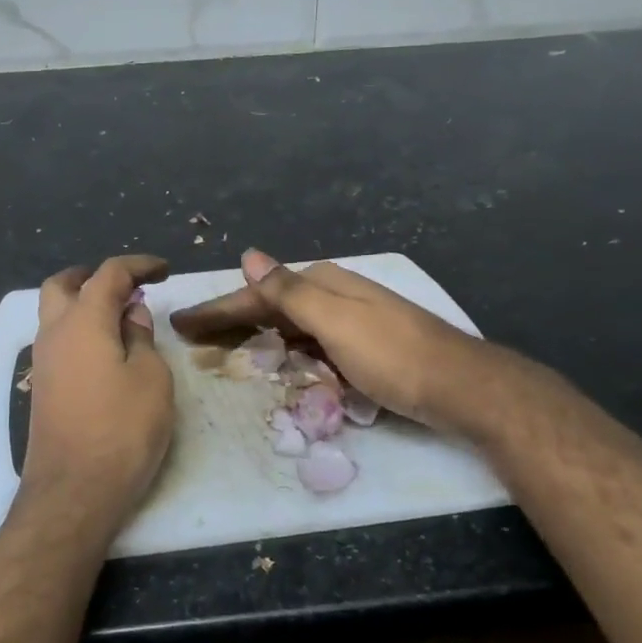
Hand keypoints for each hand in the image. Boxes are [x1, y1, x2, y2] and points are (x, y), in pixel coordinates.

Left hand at [20, 255, 174, 530]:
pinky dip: (79, 330)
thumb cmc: (122, 429)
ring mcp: (43, 361)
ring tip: (122, 319)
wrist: (74, 490)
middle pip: (64, 284)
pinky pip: (57, 340)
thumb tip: (131, 312)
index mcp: (83, 320)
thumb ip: (140, 336)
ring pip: (54, 312)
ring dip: (84, 303)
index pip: (109, 274)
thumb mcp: (150, 377)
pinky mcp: (42, 387)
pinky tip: (105, 351)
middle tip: (128, 287)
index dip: (138, 265)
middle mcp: (54, 332)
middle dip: (94, 276)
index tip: (164, 270)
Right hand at [170, 249, 488, 431]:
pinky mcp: (361, 348)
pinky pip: (307, 344)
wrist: (461, 387)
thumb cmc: (393, 355)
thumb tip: (249, 256)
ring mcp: (350, 321)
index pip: (258, 293)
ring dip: (255, 334)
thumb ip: (290, 291)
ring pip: (288, 325)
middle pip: (270, 306)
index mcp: (324, 283)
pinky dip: (284, 351)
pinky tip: (275, 361)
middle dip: (231, 319)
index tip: (180, 323)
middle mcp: (334, 295)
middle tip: (192, 336)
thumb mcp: (335, 320)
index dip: (218, 308)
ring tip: (223, 348)